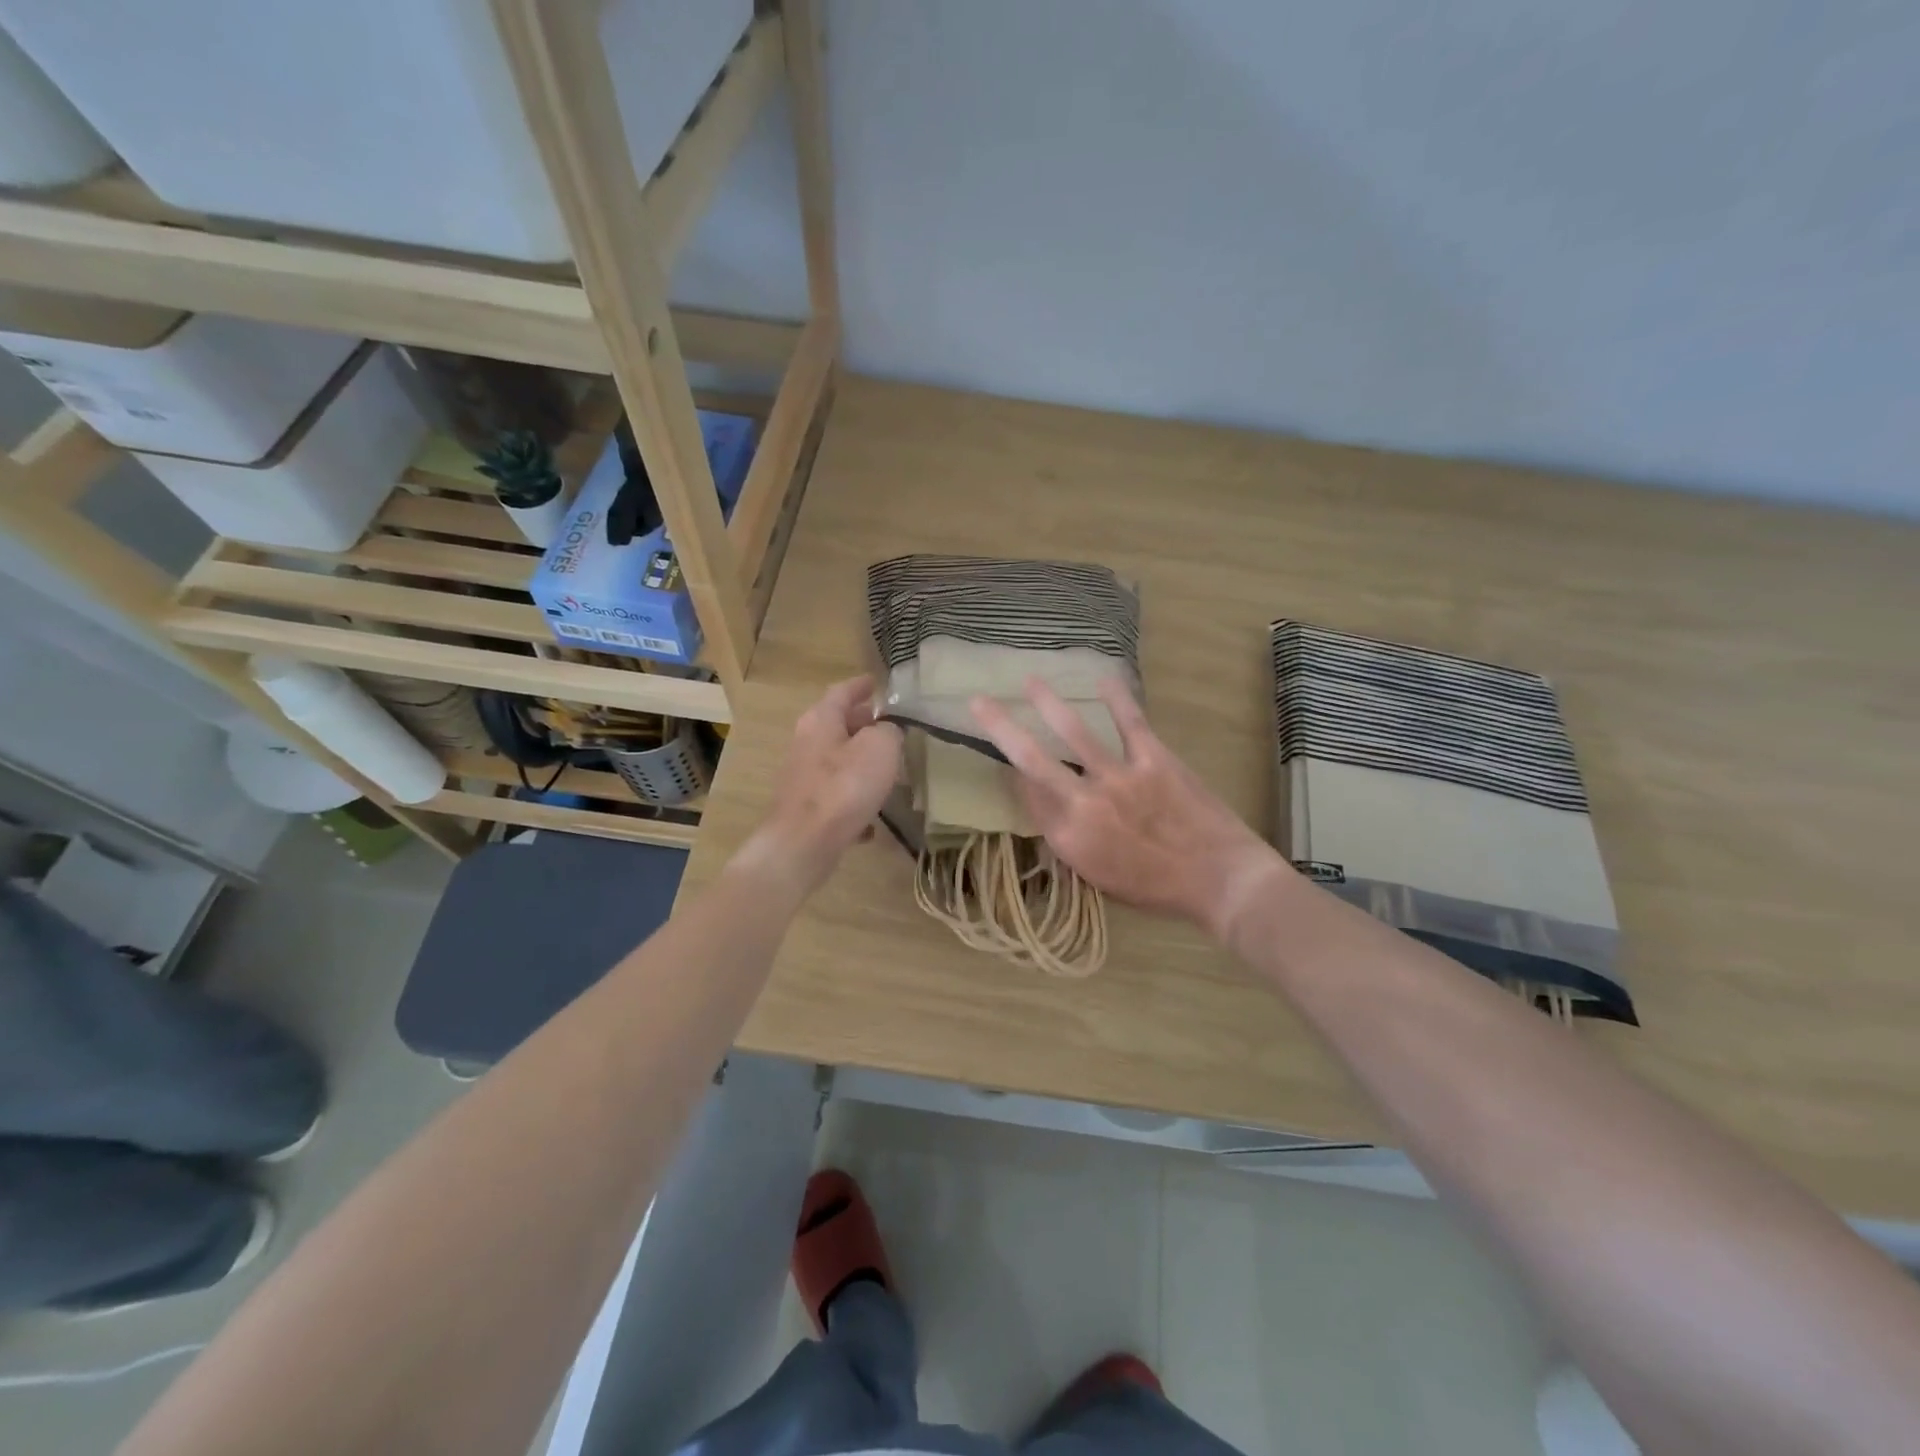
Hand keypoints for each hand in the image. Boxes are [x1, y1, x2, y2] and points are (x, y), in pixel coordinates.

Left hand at [744, 676, 902, 895]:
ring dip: (859, 761)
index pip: (842, 692)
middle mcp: (806, 743)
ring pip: (836, 760)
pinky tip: (873, 817)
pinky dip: (854, 798)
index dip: (861, 686)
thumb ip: (889, 731)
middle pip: (836, 725)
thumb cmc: (844, 787)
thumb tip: (886, 731)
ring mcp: (803, 777)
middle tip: (887, 724)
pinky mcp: (806, 808)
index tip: (876, 682)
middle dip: (861, 723)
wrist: (804, 844)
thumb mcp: (880, 748)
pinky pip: (836, 795)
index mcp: (821, 720)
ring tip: (887, 768)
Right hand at [969, 678, 1288, 942]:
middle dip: (1001, 726)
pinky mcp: (1153, 759)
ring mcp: (1120, 778)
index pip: (1028, 795)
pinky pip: (1129, 722)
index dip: (1012, 772)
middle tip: (979, 701)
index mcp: (1069, 838)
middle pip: (1032, 758)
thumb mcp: (1098, 876)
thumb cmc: (1155, 888)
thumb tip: (1046, 801)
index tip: (1007, 759)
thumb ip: (1067, 838)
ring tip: (1031, 681)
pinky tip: (1103, 678)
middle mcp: (1085, 804)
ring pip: (1074, 731)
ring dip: (1048, 702)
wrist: (1219, 880)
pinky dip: (1117, 697)